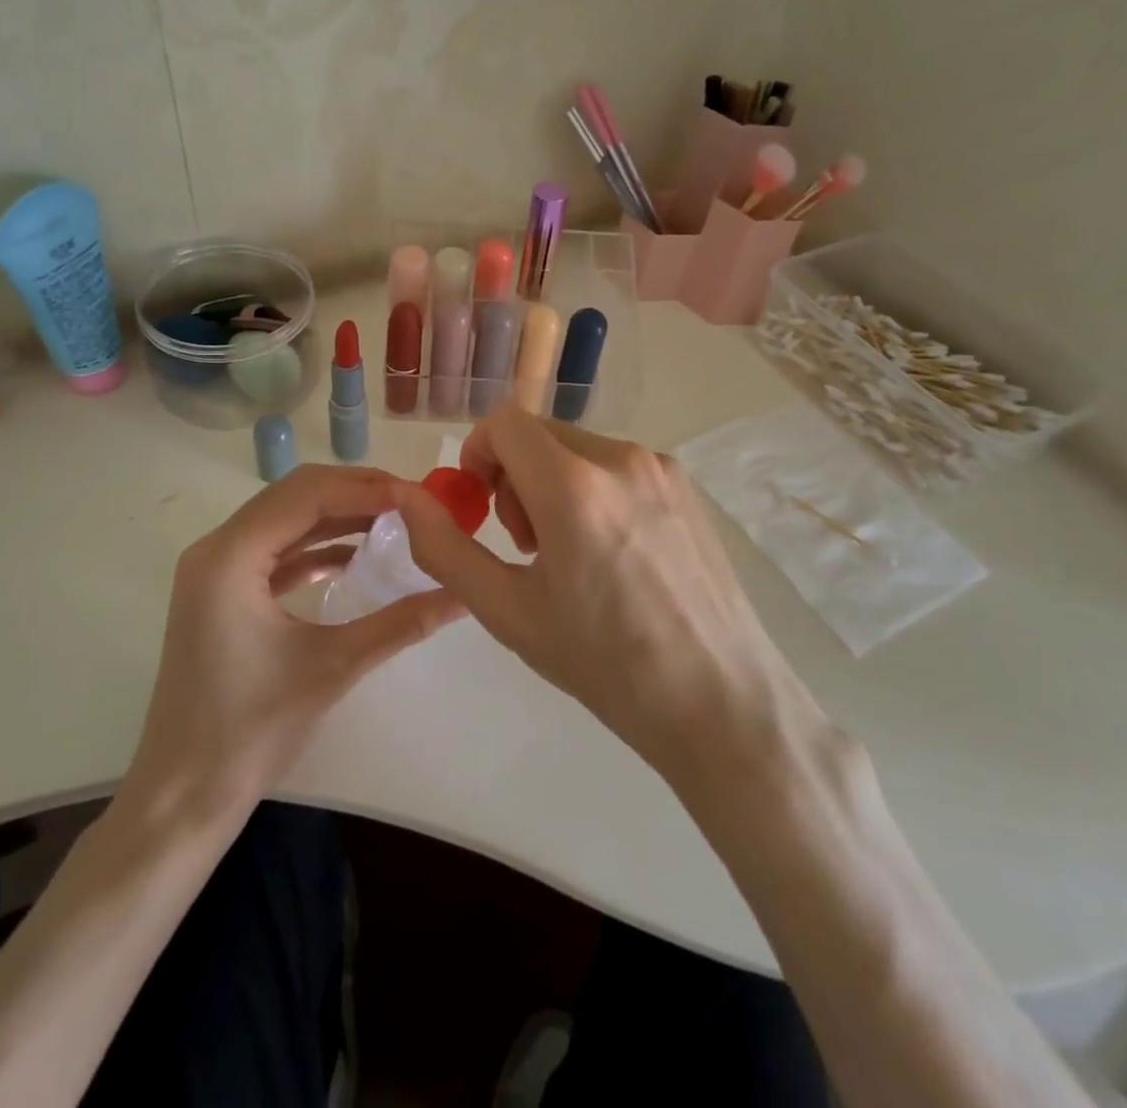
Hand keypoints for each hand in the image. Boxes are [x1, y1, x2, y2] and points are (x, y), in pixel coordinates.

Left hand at [128, 465, 464, 814]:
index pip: (307, 496)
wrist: (183, 794)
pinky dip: (318, 546)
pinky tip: (357, 557)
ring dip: (338, 516)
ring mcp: (216, 571)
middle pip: (294, 496)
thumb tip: (462, 596)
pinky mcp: (223, 593)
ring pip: (286, 519)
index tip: (419, 497)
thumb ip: (401, 623)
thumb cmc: (251, 731)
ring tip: (395, 521)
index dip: (366, 489)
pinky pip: (276, 551)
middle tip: (412, 503)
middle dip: (355, 492)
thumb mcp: (333, 668)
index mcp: (229, 557)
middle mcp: (216, 549)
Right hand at [397, 407, 826, 790]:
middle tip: (525, 544)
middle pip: (541, 434)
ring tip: (570, 555)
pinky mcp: (689, 488)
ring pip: (580, 449)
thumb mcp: (506, 611)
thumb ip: (445, 547)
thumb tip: (406, 500)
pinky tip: (614, 556)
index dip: (477, 454)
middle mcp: (621, 458)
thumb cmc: (604, 663)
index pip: (505, 423)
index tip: (480, 507)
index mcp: (573, 485)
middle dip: (514, 475)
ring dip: (554, 484)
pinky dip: (594, 491)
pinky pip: (619, 467)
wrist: (720, 702)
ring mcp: (663, 469)